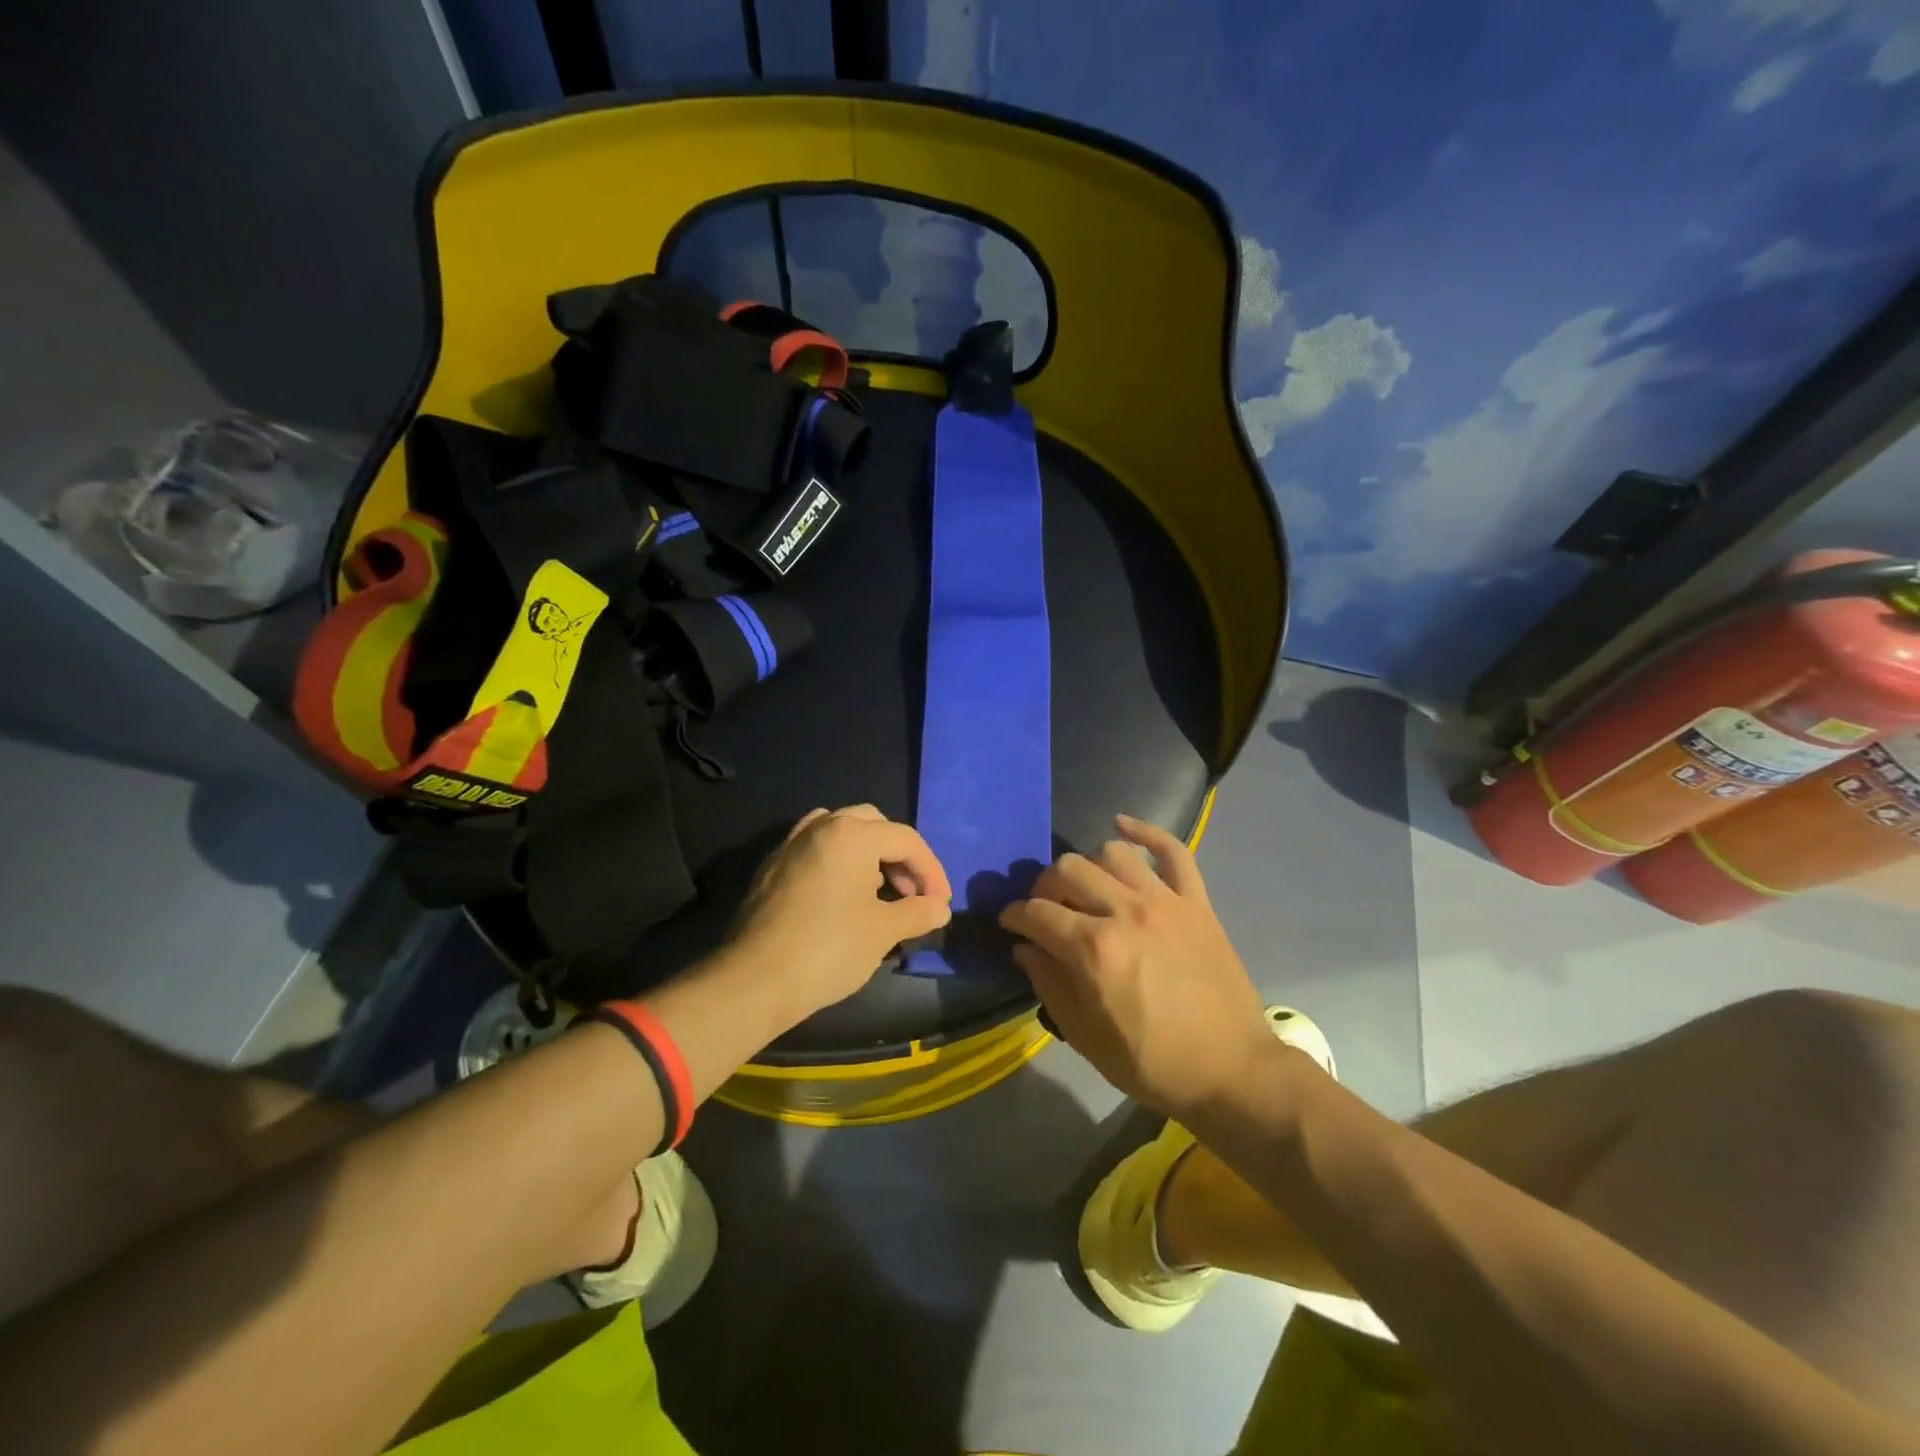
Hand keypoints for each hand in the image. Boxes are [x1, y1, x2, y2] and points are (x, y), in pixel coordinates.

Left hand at [730, 805, 952, 1023]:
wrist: (755, 979)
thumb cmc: (829, 948)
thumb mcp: (883, 931)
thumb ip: (917, 913)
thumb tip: (939, 909)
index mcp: (852, 834)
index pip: (906, 840)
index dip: (931, 871)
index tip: (940, 904)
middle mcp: (821, 827)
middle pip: (873, 825)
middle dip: (899, 856)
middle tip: (911, 893)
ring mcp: (791, 844)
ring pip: (841, 832)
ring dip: (867, 855)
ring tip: (878, 893)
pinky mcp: (772, 867)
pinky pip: (815, 850)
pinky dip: (838, 863)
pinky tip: (841, 897)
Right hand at [999, 814, 1275, 1117]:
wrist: (1233, 1071)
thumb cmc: (1154, 1063)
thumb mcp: (1086, 1038)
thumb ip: (1049, 986)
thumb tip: (1024, 948)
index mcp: (1094, 950)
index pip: (1036, 913)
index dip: (1014, 915)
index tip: (1009, 923)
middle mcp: (1125, 912)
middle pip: (1066, 871)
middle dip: (1043, 887)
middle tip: (1044, 908)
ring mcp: (1164, 901)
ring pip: (1111, 852)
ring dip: (1087, 864)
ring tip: (1085, 886)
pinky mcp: (1196, 901)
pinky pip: (1173, 851)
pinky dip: (1146, 832)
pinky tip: (1123, 825)